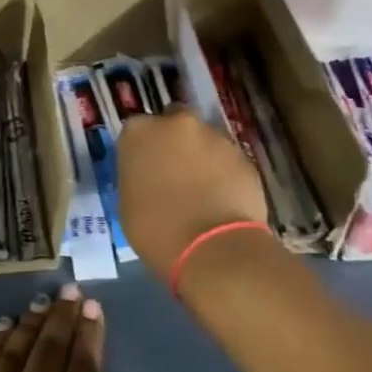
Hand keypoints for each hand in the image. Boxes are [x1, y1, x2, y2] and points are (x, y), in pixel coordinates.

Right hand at [117, 110, 268, 280]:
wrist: (213, 248)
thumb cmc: (157, 230)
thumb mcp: (128, 202)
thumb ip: (137, 175)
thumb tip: (149, 174)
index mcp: (140, 132)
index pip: (137, 129)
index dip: (142, 149)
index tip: (145, 169)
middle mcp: (177, 123)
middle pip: (174, 123)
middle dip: (175, 142)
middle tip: (175, 173)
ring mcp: (214, 136)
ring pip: (204, 140)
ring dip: (201, 156)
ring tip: (203, 191)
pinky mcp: (243, 155)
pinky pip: (227, 160)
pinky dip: (224, 173)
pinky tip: (223, 199)